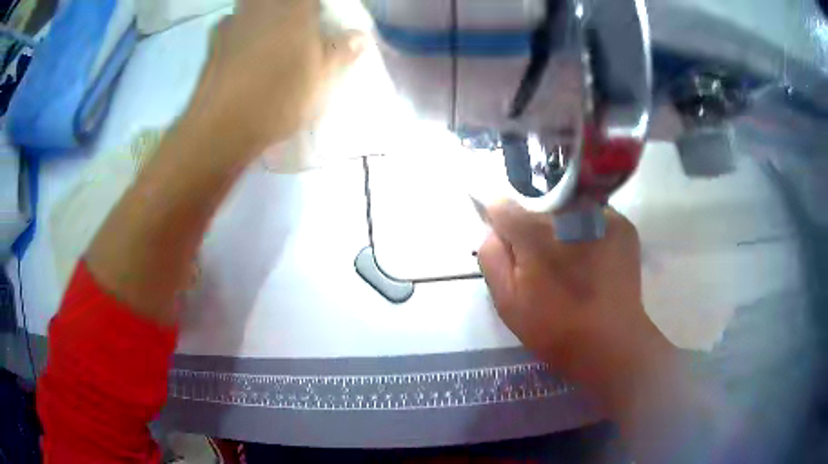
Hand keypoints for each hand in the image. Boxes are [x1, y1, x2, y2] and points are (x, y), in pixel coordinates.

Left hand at [184, 0, 364, 159]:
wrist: (221, 128)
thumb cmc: (279, 98)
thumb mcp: (322, 78)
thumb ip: (341, 51)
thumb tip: (359, 36)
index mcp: (293, 9)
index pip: (311, 0)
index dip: (316, 8)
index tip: (321, 21)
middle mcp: (261, 7)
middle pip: (276, 1)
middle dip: (288, 9)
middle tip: (297, 27)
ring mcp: (232, 24)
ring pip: (251, 7)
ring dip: (261, 16)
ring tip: (269, 40)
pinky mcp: (212, 45)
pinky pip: (230, 27)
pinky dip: (239, 33)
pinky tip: (243, 55)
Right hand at [478, 203, 671, 384]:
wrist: (611, 342)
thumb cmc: (554, 327)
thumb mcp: (506, 300)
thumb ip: (491, 255)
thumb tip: (494, 228)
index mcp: (535, 230)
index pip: (502, 205)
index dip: (501, 223)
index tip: (509, 244)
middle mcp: (569, 211)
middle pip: (538, 203)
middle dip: (534, 226)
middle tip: (544, 261)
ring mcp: (601, 214)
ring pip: (568, 208)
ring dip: (563, 227)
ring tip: (572, 262)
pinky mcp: (623, 224)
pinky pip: (594, 217)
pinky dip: (589, 232)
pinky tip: (594, 261)